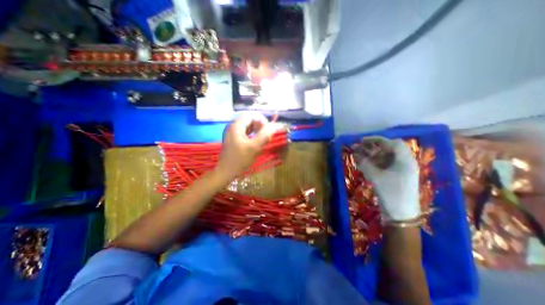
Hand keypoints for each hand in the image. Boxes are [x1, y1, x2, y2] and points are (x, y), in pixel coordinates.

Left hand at [216, 113, 278, 180]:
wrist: (225, 172)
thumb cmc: (239, 160)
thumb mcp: (254, 147)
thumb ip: (264, 135)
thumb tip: (274, 126)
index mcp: (236, 125)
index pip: (252, 115)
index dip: (263, 121)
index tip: (269, 131)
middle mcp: (233, 126)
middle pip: (250, 120)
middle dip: (261, 126)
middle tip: (267, 136)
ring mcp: (233, 133)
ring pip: (249, 127)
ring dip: (258, 131)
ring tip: (264, 139)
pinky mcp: (234, 139)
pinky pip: (246, 133)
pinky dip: (253, 135)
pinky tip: (257, 142)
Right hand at [356, 137, 417, 219]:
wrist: (401, 215)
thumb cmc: (391, 193)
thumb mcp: (375, 177)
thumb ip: (364, 163)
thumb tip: (355, 153)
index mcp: (405, 160)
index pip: (392, 143)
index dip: (377, 139)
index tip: (363, 141)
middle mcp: (405, 162)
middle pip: (389, 149)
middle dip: (373, 147)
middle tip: (359, 148)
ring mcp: (401, 170)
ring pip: (386, 157)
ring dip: (372, 155)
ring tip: (359, 156)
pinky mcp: (397, 176)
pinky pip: (385, 165)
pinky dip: (374, 162)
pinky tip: (365, 164)